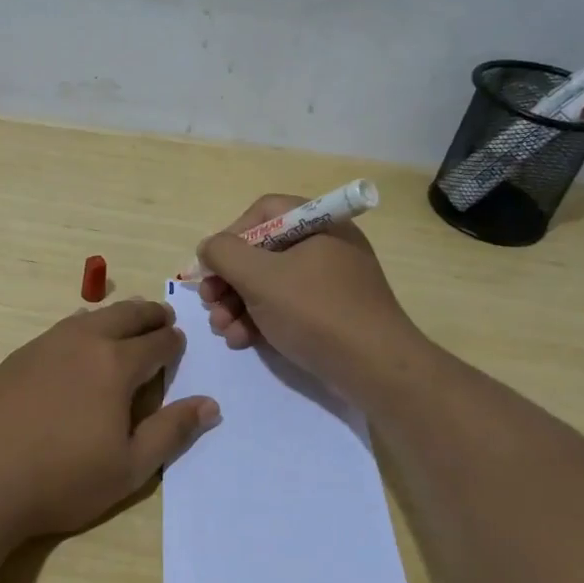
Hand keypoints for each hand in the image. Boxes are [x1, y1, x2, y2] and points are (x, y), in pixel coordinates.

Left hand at [0, 299, 219, 539]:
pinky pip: (60, 330)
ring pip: (90, 317)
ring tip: (124, 322)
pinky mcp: (16, 356)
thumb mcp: (129, 467)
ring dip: (114, 316)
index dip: (173, 342)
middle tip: (162, 316)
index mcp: (116, 365)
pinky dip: (81, 328)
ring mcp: (45, 345)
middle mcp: (83, 343)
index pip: (156, 343)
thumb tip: (210, 405)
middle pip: (125, 315)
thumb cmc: (61, 478)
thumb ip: (171, 432)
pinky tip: (75, 343)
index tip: (179, 341)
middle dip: (149, 314)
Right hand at [196, 194, 421, 402]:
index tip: (213, 265)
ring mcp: (329, 282)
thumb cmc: (315, 312)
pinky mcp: (329, 314)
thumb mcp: (260, 277)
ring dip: (237, 304)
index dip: (232, 235)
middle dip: (229, 279)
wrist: (375, 370)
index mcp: (319, 224)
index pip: (264, 212)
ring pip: (270, 283)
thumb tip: (209, 248)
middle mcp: (326, 246)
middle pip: (262, 251)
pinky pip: (286, 306)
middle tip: (209, 302)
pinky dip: (259, 320)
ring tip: (221, 328)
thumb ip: (224, 254)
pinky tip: (241, 340)